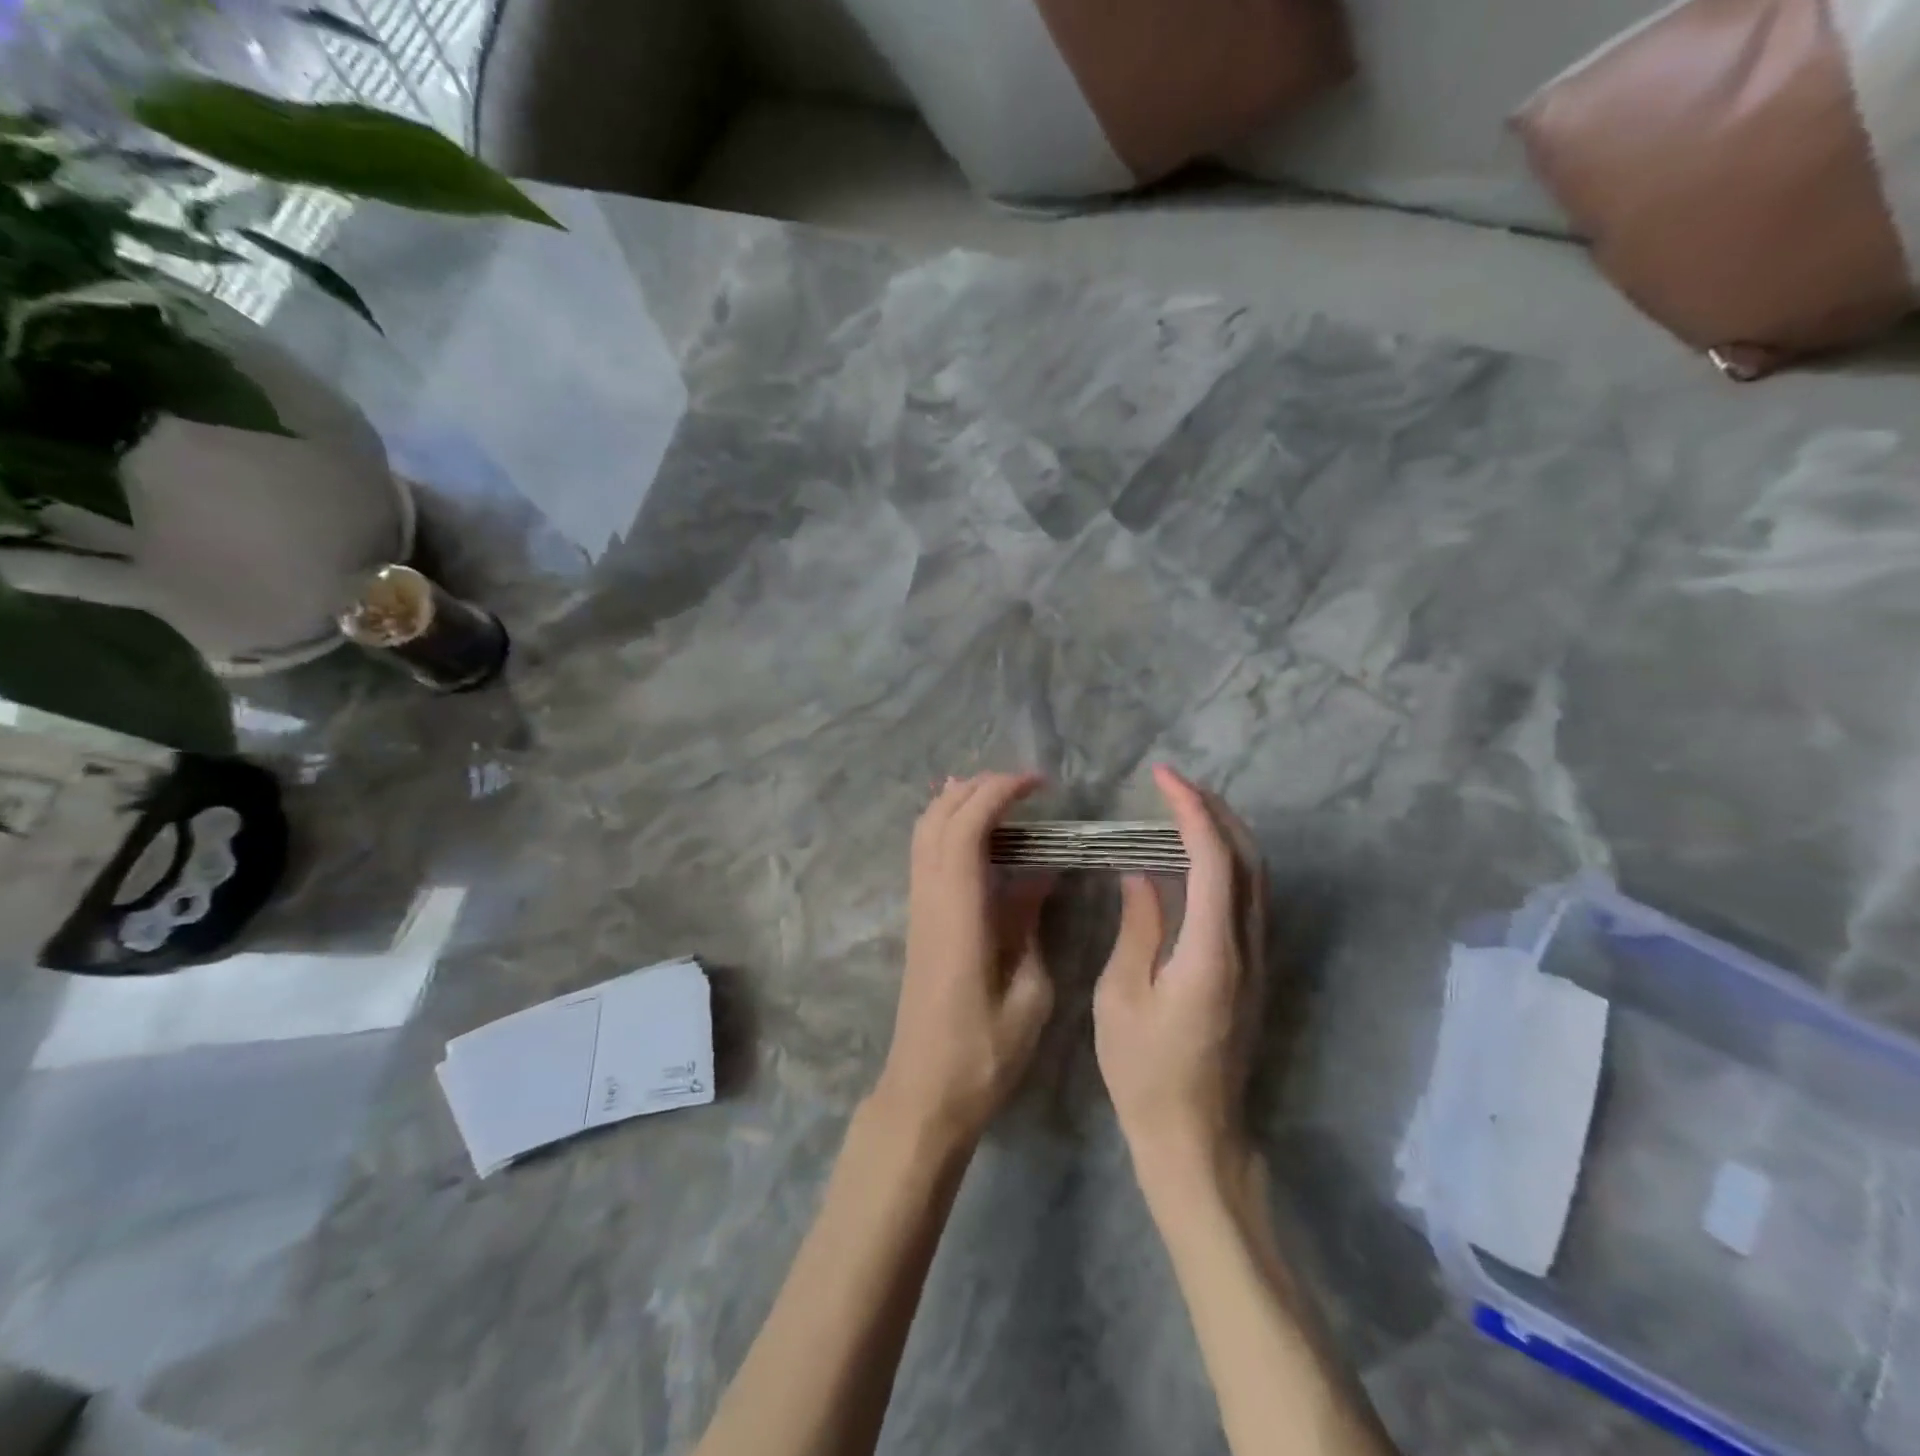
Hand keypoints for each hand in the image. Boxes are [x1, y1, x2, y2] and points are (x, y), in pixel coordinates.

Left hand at [874, 772, 1056, 1146]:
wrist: (924, 1093)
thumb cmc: (984, 1054)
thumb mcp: (1029, 993)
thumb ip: (1032, 924)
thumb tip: (1042, 874)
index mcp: (959, 913)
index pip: (967, 828)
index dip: (999, 793)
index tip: (1039, 785)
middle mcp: (930, 899)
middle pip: (939, 817)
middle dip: (979, 787)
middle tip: (1025, 784)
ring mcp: (918, 908)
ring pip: (925, 831)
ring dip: (958, 801)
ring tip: (1000, 794)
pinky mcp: (918, 920)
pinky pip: (924, 854)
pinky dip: (946, 826)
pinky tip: (972, 832)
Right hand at [1094, 765, 1264, 1178]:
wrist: (1195, 1136)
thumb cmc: (1145, 1071)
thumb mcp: (1122, 996)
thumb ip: (1138, 926)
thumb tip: (1141, 873)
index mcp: (1210, 952)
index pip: (1213, 859)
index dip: (1190, 811)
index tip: (1163, 778)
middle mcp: (1246, 947)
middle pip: (1247, 858)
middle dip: (1215, 810)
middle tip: (1173, 784)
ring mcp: (1257, 959)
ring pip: (1255, 876)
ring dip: (1224, 832)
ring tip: (1182, 808)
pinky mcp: (1252, 970)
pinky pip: (1246, 898)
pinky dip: (1225, 862)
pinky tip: (1193, 858)